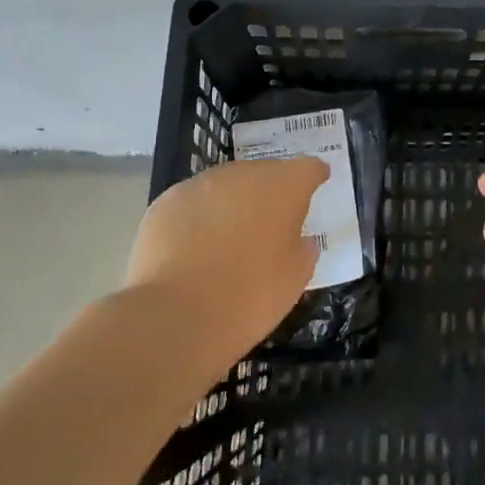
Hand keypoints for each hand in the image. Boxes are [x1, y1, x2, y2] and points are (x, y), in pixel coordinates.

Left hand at [124, 157, 328, 372]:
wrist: (176, 316)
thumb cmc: (250, 296)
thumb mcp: (295, 277)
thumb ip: (302, 249)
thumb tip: (298, 239)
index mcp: (283, 186)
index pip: (308, 168)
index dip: (314, 176)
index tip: (317, 184)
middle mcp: (244, 174)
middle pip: (264, 174)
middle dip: (269, 193)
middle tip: (270, 224)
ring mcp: (201, 184)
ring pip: (226, 186)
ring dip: (233, 204)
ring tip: (228, 239)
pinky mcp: (166, 202)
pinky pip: (193, 204)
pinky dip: (199, 219)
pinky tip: (194, 249)